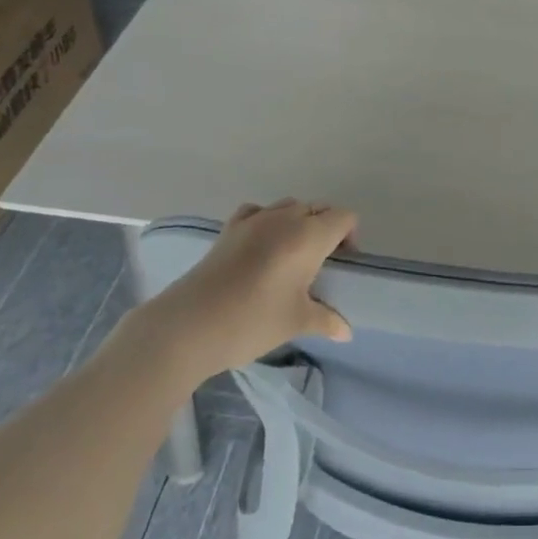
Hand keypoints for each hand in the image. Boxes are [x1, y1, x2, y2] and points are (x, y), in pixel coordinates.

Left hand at [142, 199, 356, 383]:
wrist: (188, 326)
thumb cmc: (253, 321)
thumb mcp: (297, 322)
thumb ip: (327, 320)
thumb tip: (346, 331)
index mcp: (309, 236)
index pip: (344, 217)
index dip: (349, 236)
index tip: (342, 264)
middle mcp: (284, 219)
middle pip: (317, 209)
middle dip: (326, 230)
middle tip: (320, 265)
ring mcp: (253, 220)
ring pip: (288, 207)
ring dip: (298, 223)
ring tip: (291, 257)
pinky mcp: (228, 229)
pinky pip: (257, 212)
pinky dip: (266, 221)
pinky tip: (260, 247)